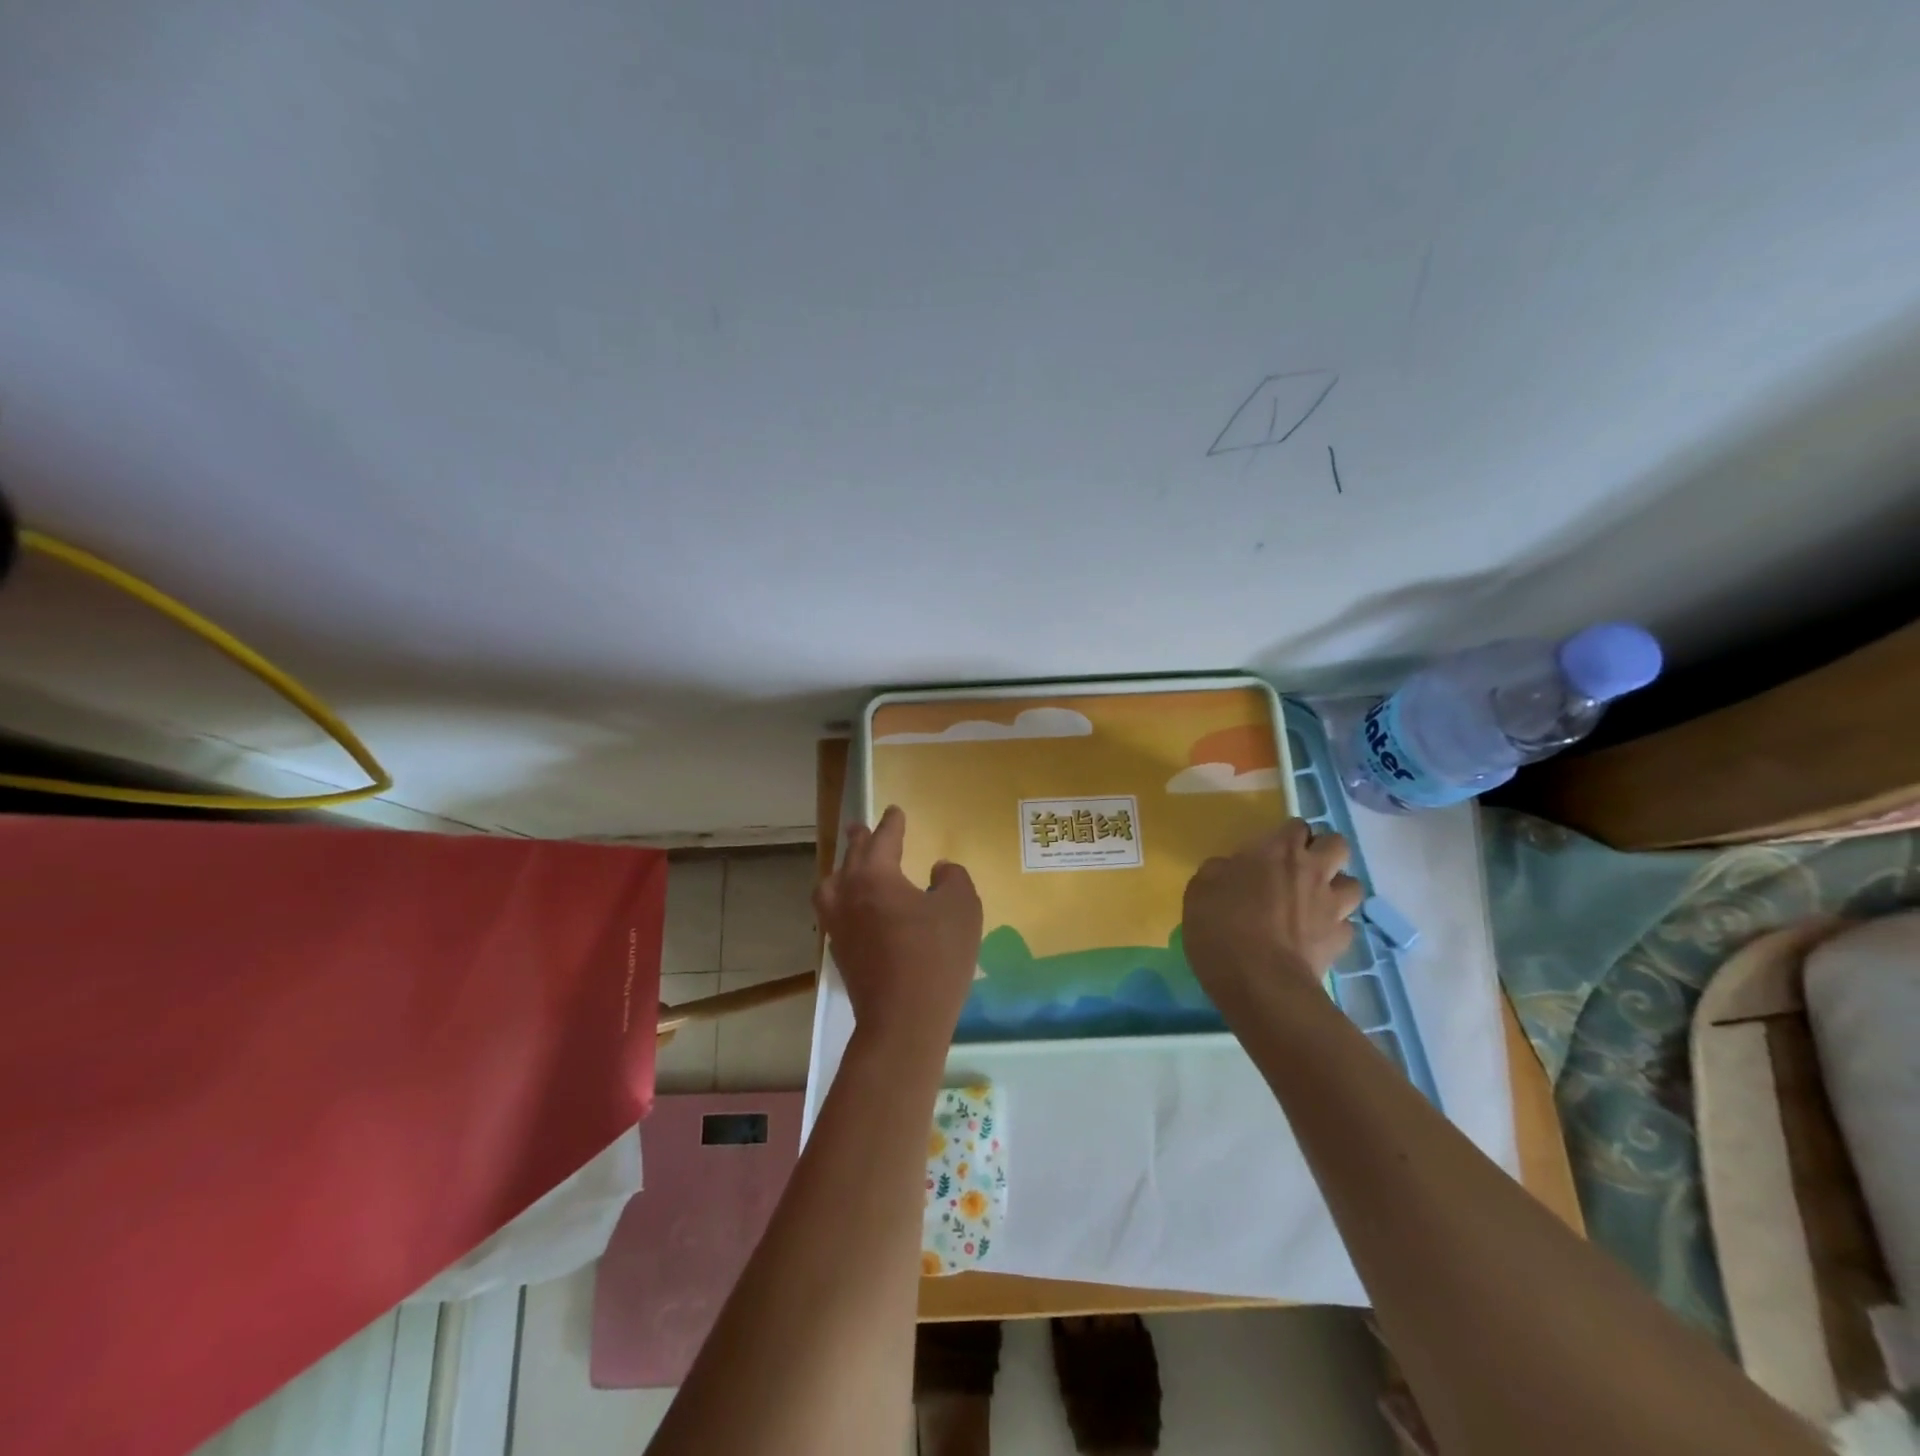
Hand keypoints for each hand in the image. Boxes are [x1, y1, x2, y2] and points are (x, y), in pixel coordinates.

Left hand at [815, 805, 983, 1055]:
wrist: (903, 1021)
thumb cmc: (935, 956)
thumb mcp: (961, 908)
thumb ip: (952, 878)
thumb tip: (938, 869)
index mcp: (875, 876)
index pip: (883, 839)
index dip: (892, 824)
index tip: (894, 811)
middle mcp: (848, 894)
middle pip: (852, 857)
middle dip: (860, 840)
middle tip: (861, 828)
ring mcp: (838, 925)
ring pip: (832, 885)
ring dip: (843, 870)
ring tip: (850, 868)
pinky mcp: (839, 952)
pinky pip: (834, 911)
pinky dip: (843, 899)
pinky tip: (855, 909)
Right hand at [1182, 820, 1363, 1016]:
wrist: (1260, 982)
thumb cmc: (1222, 927)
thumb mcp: (1200, 890)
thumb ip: (1218, 871)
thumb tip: (1229, 869)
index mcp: (1277, 851)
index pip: (1296, 825)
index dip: (1286, 835)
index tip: (1270, 850)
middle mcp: (1312, 871)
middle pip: (1337, 844)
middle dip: (1323, 851)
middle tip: (1300, 868)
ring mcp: (1331, 906)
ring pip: (1352, 884)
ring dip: (1336, 888)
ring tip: (1315, 901)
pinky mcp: (1340, 940)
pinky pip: (1346, 925)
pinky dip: (1333, 927)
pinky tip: (1316, 936)